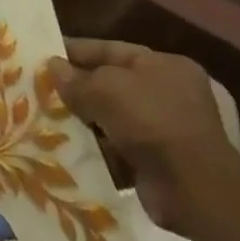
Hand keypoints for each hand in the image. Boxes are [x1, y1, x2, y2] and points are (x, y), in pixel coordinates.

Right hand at [45, 39, 239, 236]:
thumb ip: (75, 79)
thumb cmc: (151, 120)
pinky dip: (100, 149)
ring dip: (88, 121)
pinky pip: (122, 149)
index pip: (111, 50)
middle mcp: (171, 95)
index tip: (46, 54)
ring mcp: (169, 132)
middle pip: (113, 85)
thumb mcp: (104, 89)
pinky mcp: (163, 165)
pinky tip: (72, 148)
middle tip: (44, 88)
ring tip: (50, 119)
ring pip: (115, 119)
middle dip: (81, 89)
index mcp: (165, 66)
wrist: (195, 190)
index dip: (77, 51)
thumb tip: (52, 67)